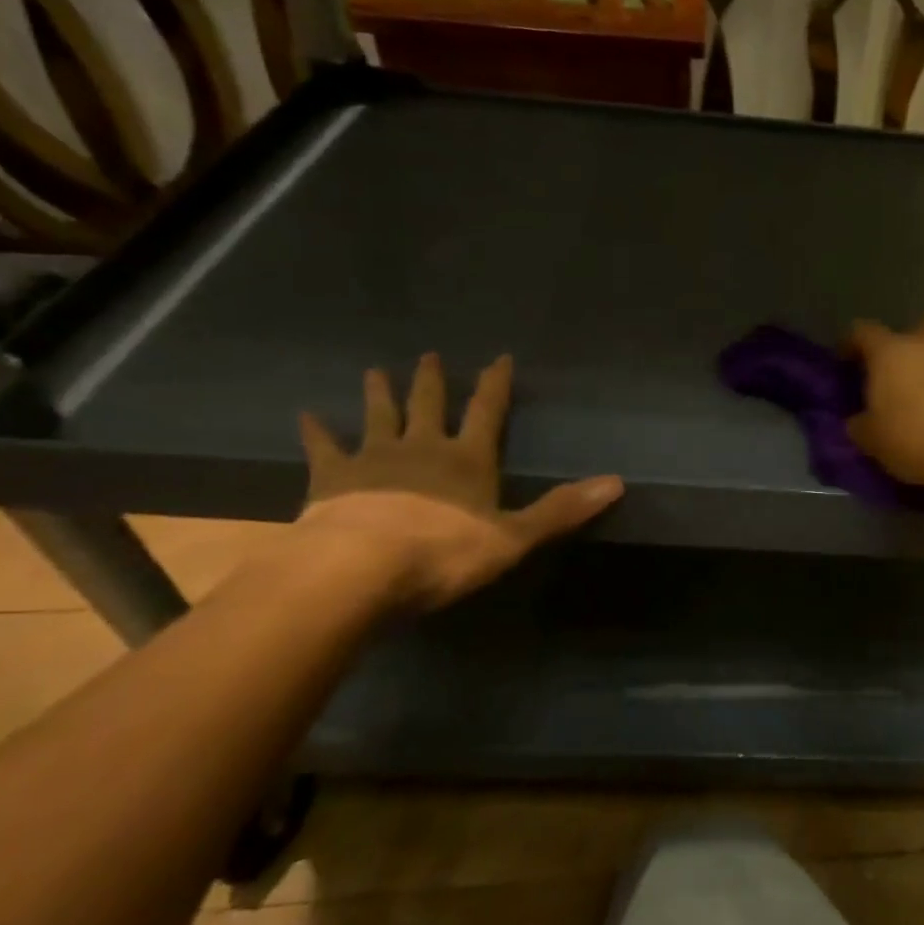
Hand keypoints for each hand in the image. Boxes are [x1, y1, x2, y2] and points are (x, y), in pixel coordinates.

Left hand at [296, 353, 622, 608]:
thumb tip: (617, 482)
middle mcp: (422, 448)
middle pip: (429, 404)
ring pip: (379, 416)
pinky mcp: (331, 479)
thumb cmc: (443, 554)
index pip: (487, 412)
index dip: (495, 384)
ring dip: (380, 393)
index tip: (498, 357)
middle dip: (432, 380)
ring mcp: (374, 459)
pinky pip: (324, 447)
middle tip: (429, 355)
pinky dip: (316, 431)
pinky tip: (306, 415)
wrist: (358, 569)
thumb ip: (562, 510)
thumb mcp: (514, 537)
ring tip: (375, 370)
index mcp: (468, 460)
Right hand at [845, 316, 923, 493]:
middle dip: (912, 347)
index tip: (848, 361)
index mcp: (892, 353)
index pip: (862, 332)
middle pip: (918, 329)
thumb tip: (859, 419)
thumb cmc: (919, 442)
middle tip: (908, 378)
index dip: (853, 343)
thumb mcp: (874, 442)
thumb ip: (861, 424)